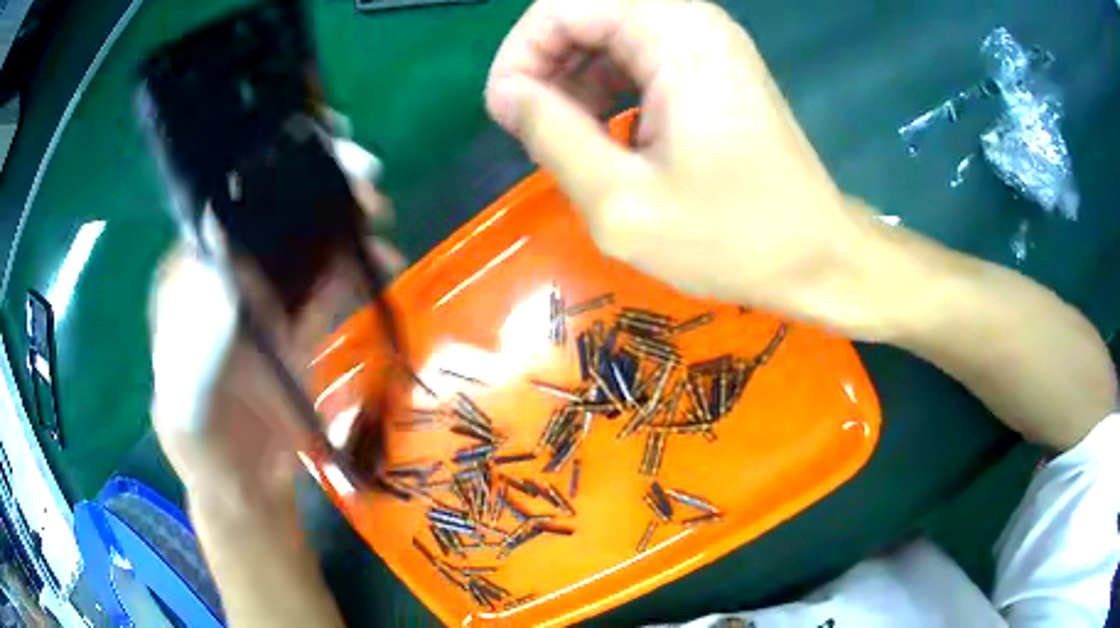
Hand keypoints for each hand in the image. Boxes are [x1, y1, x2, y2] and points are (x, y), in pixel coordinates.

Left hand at [149, 139, 403, 526]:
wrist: (244, 488)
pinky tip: (384, 259)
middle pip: (271, 217)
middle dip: (313, 188)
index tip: (307, 157)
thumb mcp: (185, 402)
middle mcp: (226, 279)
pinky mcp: (298, 324)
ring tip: (378, 210)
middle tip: (361, 176)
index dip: (262, 179)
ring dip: (340, 219)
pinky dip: (357, 266)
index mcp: (189, 281)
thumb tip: (222, 267)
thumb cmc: (202, 448)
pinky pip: (329, 283)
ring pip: (303, 243)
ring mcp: (266, 299)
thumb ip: (195, 344)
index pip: (223, 213)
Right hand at [485, 0, 892, 334]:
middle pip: (584, 13)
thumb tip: (506, 94)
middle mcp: (692, 20)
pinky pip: (636, 55)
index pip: (561, 7)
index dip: (520, 54)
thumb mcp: (622, 202)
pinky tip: (602, 134)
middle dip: (544, 65)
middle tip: (533, 130)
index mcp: (676, 35)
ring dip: (572, 78)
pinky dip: (605, 86)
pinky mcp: (712, 67)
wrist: (817, 257)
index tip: (509, 115)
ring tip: (565, 139)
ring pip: (607, 33)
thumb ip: (551, 135)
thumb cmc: (732, 238)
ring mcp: (706, 42)